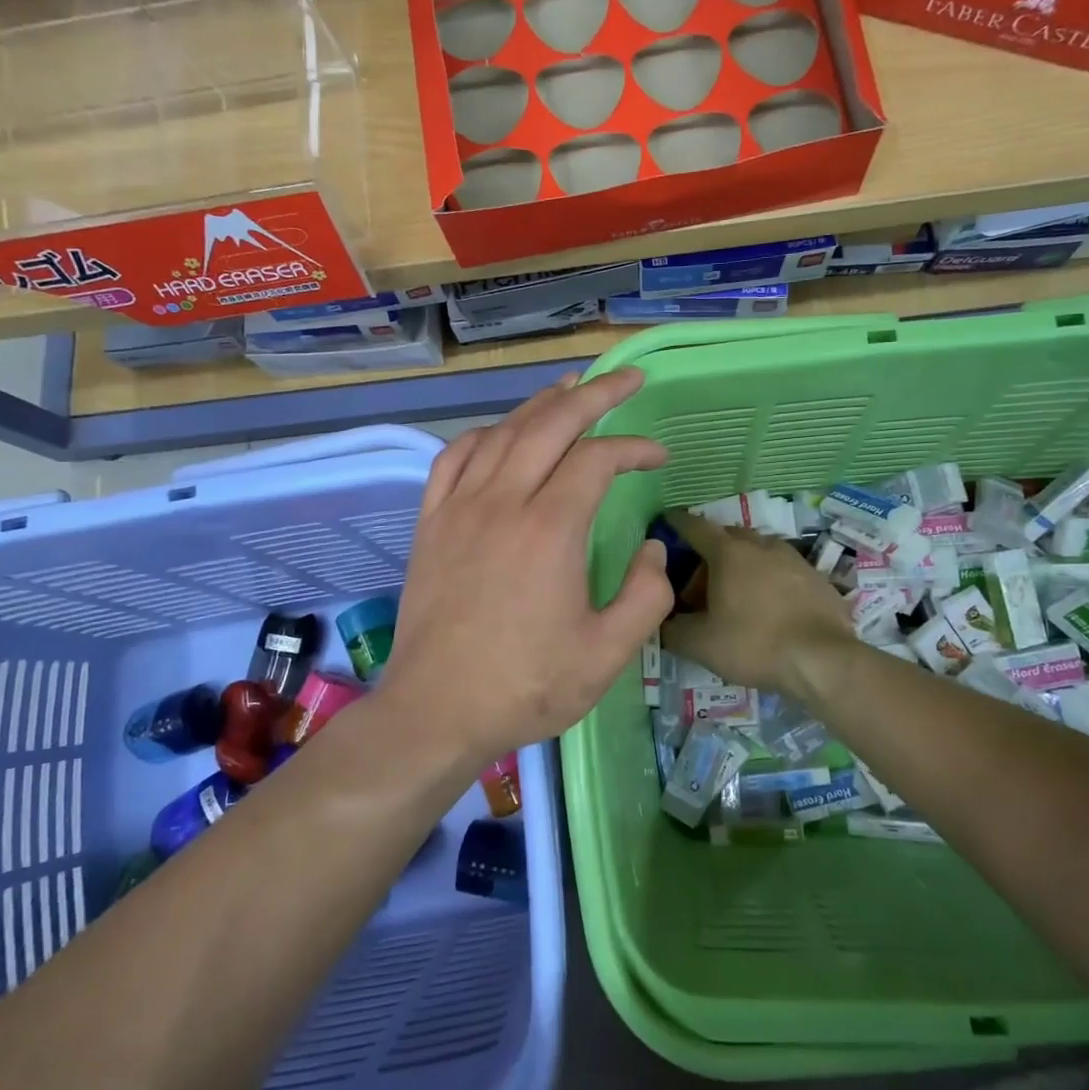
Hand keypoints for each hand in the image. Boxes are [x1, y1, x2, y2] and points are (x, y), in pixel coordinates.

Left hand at [380, 369, 672, 760]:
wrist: (436, 711)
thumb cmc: (525, 686)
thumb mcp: (607, 655)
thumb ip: (646, 596)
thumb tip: (653, 550)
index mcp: (550, 529)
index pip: (597, 458)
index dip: (633, 447)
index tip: (657, 456)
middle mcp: (503, 502)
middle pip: (550, 424)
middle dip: (594, 393)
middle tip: (626, 378)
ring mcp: (459, 508)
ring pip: (502, 432)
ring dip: (540, 405)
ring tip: (569, 389)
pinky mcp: (430, 523)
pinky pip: (454, 458)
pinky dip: (483, 435)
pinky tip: (499, 434)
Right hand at [660, 509, 855, 699]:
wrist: (823, 660)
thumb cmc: (754, 644)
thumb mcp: (701, 644)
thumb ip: (673, 630)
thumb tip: (662, 622)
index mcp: (729, 553)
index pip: (695, 526)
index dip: (678, 523)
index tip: (667, 522)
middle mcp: (761, 545)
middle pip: (728, 537)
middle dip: (710, 552)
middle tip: (700, 583)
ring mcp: (794, 559)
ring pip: (759, 551)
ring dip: (742, 565)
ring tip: (735, 595)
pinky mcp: (818, 578)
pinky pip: (784, 570)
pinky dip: (769, 580)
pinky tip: (769, 608)